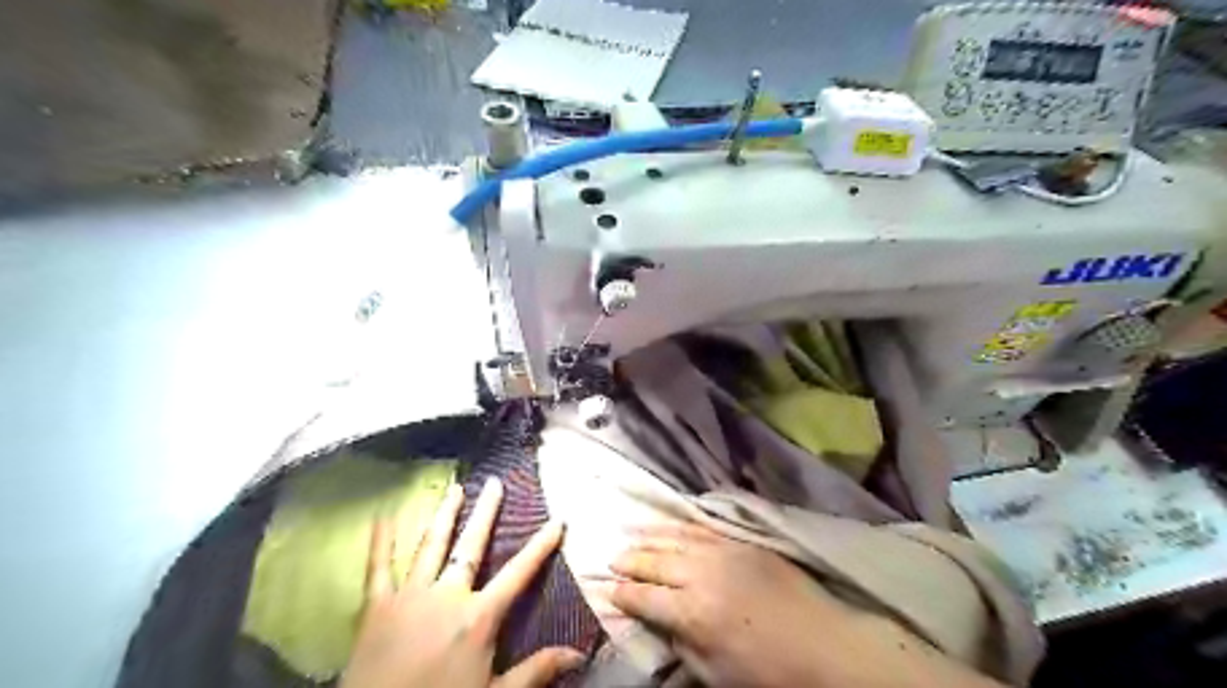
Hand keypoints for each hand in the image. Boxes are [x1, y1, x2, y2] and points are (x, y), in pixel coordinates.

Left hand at [336, 478, 580, 687]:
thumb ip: (536, 671)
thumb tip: (579, 652)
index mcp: (479, 616)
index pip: (519, 573)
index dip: (541, 546)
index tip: (557, 520)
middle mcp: (447, 595)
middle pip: (472, 546)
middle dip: (486, 513)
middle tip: (495, 483)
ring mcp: (410, 595)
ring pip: (431, 546)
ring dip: (445, 515)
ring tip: (455, 489)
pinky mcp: (376, 606)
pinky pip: (378, 567)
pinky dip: (379, 542)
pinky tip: (381, 517)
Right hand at [607, 524, 1000, 686]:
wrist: (826, 645)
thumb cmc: (768, 673)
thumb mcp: (714, 673)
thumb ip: (678, 643)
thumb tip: (652, 623)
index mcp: (691, 611)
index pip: (643, 596)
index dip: (622, 593)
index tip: (607, 589)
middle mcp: (701, 573)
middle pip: (655, 560)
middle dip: (630, 560)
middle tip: (611, 559)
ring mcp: (723, 551)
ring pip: (675, 537)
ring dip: (650, 537)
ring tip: (630, 536)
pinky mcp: (742, 541)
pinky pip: (702, 527)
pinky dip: (680, 525)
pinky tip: (669, 524)